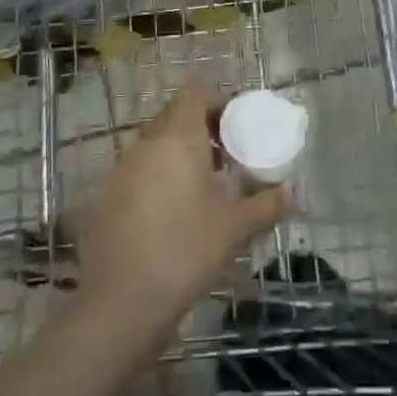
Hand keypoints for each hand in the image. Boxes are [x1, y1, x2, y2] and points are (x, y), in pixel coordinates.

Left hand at [76, 81, 291, 329]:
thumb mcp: (235, 228)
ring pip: (155, 145)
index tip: (237, 123)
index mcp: (177, 138)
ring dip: (179, 154)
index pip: (194, 93)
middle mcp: (145, 144)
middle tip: (227, 155)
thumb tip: (290, 192)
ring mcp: (121, 170)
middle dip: (201, 128)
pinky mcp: (107, 198)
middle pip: (174, 116)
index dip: (217, 100)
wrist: (121, 302)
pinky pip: (139, 172)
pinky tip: (174, 213)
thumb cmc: (186, 250)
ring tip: (205, 186)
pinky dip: (158, 179)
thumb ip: (266, 204)